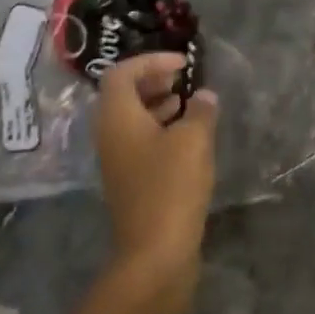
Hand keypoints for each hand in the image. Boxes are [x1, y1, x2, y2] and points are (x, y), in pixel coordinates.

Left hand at [94, 52, 218, 278]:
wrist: (155, 253)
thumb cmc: (170, 187)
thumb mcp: (193, 141)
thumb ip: (200, 111)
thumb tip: (204, 96)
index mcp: (117, 117)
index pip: (122, 73)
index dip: (151, 61)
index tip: (182, 63)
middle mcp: (110, 134)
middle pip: (124, 95)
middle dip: (154, 80)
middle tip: (185, 79)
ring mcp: (118, 160)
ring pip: (133, 119)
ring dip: (159, 105)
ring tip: (191, 104)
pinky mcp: (131, 181)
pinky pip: (141, 142)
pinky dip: (162, 130)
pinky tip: (190, 137)